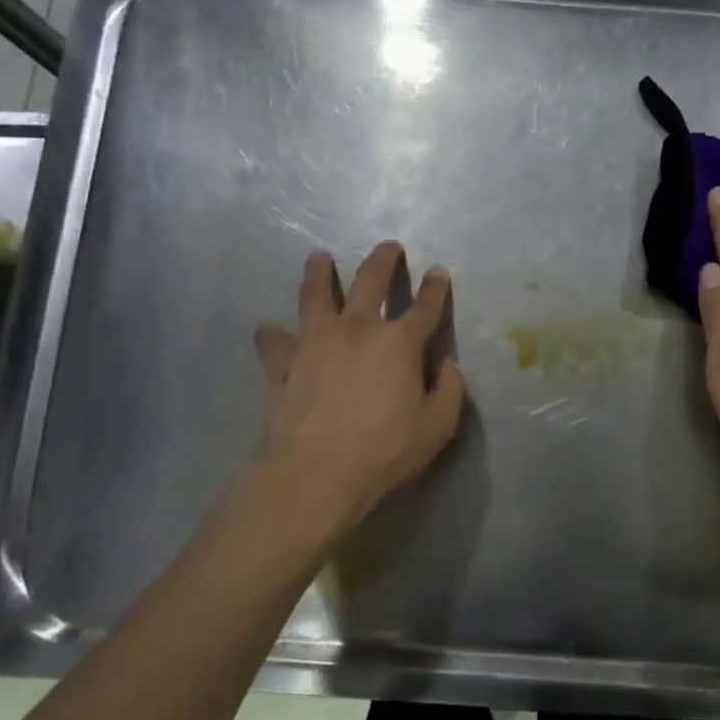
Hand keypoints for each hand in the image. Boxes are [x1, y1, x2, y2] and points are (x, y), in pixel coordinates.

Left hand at [252, 242, 466, 532]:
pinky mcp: (282, 364)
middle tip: (388, 246)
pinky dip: (273, 334)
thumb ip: (449, 391)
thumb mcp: (438, 427)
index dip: (435, 288)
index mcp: (399, 343)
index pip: (424, 307)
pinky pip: (274, 341)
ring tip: (318, 257)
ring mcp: (314, 342)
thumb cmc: (385, 450)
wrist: (316, 473)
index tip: (438, 271)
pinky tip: (270, 329)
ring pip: (314, 295)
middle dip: (382, 260)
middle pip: (369, 282)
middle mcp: (356, 330)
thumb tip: (448, 366)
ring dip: (318, 273)